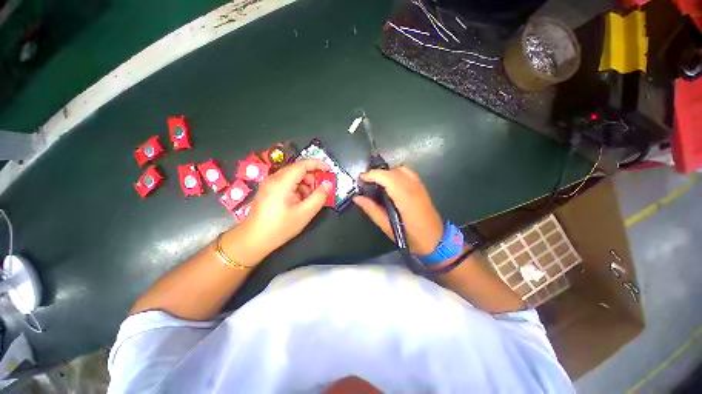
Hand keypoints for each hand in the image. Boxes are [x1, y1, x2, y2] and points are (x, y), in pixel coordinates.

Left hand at [221, 160, 331, 265]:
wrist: (253, 240)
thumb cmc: (279, 227)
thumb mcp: (304, 213)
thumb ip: (319, 197)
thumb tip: (328, 185)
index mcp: (282, 182)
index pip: (302, 165)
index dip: (317, 164)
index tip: (329, 170)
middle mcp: (274, 178)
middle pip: (298, 169)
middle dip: (312, 177)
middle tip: (321, 190)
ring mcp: (269, 184)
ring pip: (293, 176)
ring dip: (305, 184)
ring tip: (311, 199)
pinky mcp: (268, 190)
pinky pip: (287, 183)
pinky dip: (297, 188)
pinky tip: (300, 201)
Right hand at [353, 166, 442, 254]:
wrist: (436, 240)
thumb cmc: (411, 237)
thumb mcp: (388, 227)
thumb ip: (372, 210)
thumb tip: (357, 198)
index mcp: (405, 198)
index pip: (387, 177)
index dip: (372, 175)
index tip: (361, 179)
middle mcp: (413, 188)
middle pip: (393, 171)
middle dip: (378, 173)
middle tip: (367, 183)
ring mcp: (419, 186)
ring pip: (401, 169)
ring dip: (387, 172)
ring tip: (378, 183)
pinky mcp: (422, 187)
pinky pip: (408, 173)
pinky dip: (396, 173)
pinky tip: (391, 184)